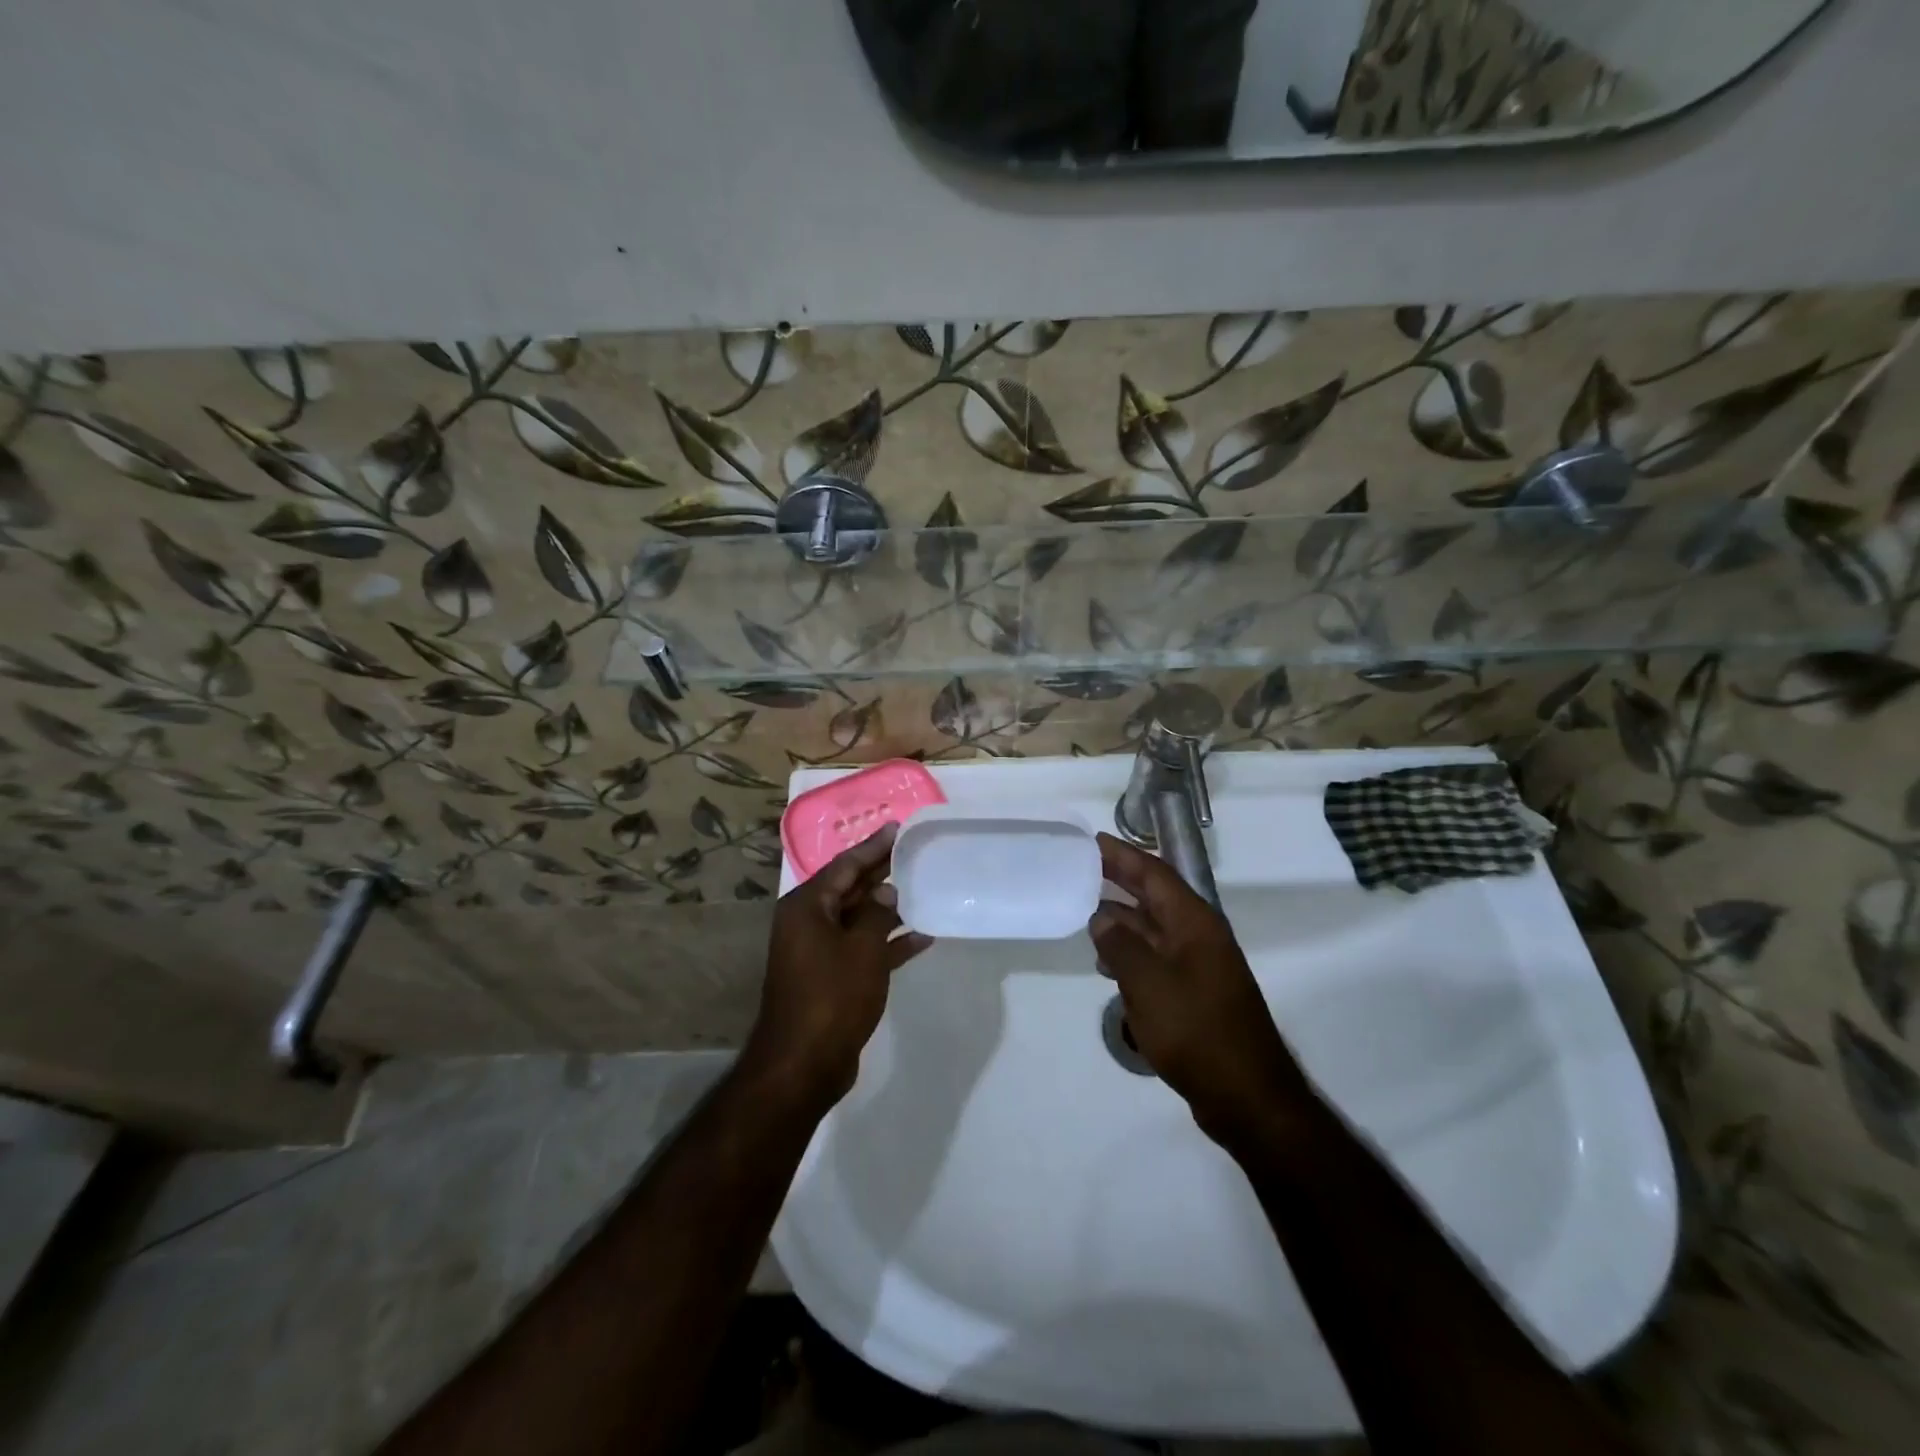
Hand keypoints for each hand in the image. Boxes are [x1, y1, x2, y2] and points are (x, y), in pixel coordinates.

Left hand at [744, 824, 932, 1107]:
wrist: (804, 1063)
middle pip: (849, 888)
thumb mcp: (862, 948)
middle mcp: (808, 923)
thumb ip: (877, 913)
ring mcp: (818, 951)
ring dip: (888, 907)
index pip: (845, 865)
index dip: (873, 846)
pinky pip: (862, 948)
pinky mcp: (831, 977)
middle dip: (881, 872)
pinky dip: (887, 942)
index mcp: (806, 906)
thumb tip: (886, 892)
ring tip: (922, 887)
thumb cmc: (832, 995)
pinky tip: (921, 936)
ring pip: (858, 918)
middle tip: (913, 851)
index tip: (897, 827)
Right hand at [1090, 833, 1312, 1145]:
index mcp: (1195, 923)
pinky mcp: (1194, 993)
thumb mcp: (1148, 984)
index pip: (1156, 875)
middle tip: (1083, 867)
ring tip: (1085, 910)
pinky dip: (1131, 951)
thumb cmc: (1197, 1031)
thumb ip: (1120, 945)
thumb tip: (1102, 918)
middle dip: (1121, 880)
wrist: (1247, 1096)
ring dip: (1123, 918)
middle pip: (1156, 897)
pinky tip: (1107, 961)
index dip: (1124, 856)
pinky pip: (1157, 957)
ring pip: (1154, 928)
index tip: (1093, 841)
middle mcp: (1199, 937)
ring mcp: (1199, 966)